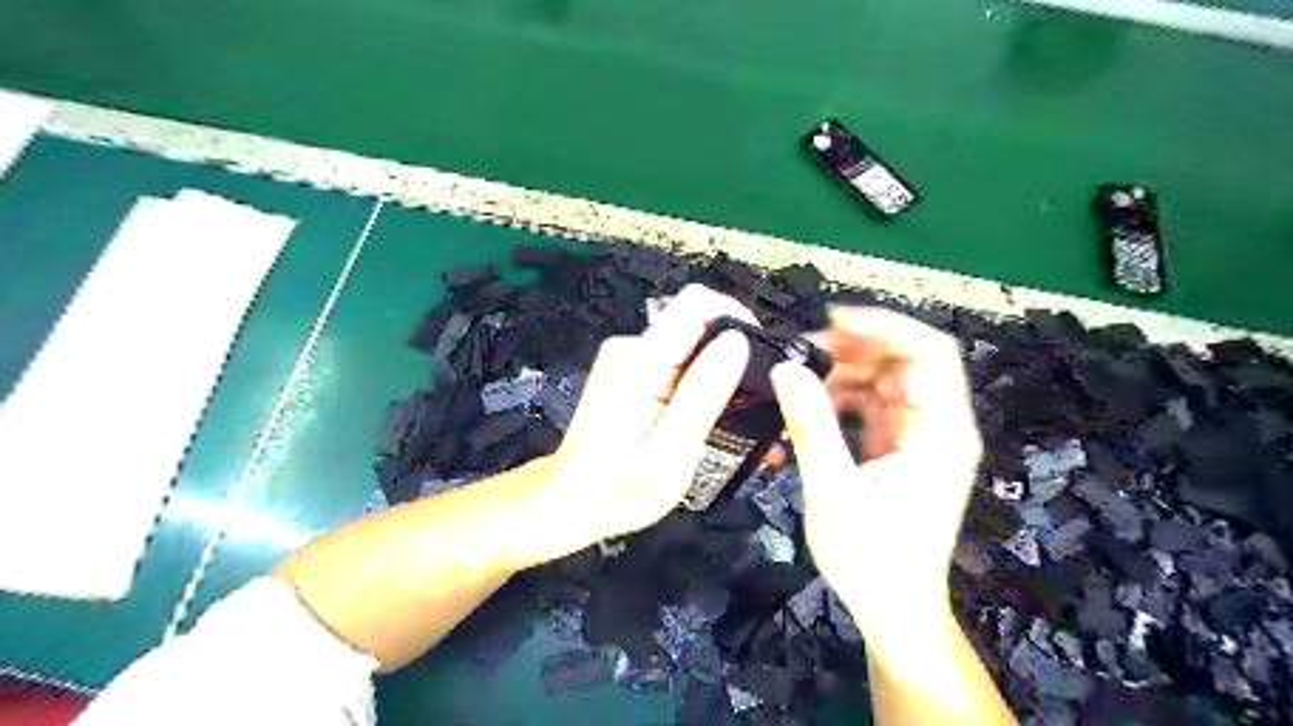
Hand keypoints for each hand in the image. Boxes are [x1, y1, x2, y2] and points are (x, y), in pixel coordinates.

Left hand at [518, 286, 754, 564]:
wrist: (567, 503)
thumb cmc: (616, 489)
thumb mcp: (670, 452)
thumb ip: (702, 394)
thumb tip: (737, 341)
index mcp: (641, 361)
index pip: (697, 304)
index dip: (737, 318)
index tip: (763, 358)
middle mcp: (632, 348)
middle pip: (698, 328)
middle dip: (735, 361)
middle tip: (761, 408)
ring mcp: (628, 361)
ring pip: (690, 352)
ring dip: (720, 382)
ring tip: (745, 427)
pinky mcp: (629, 376)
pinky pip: (675, 369)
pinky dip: (699, 391)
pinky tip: (713, 425)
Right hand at [766, 305, 981, 647]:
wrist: (893, 609)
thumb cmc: (872, 559)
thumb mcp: (834, 491)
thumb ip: (811, 427)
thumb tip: (785, 370)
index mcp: (939, 433)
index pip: (929, 354)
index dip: (884, 326)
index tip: (831, 320)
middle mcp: (935, 427)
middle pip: (903, 362)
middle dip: (853, 350)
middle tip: (801, 354)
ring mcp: (916, 437)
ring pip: (881, 381)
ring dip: (840, 376)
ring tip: (796, 387)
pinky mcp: (896, 449)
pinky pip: (868, 407)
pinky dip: (837, 402)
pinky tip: (807, 413)